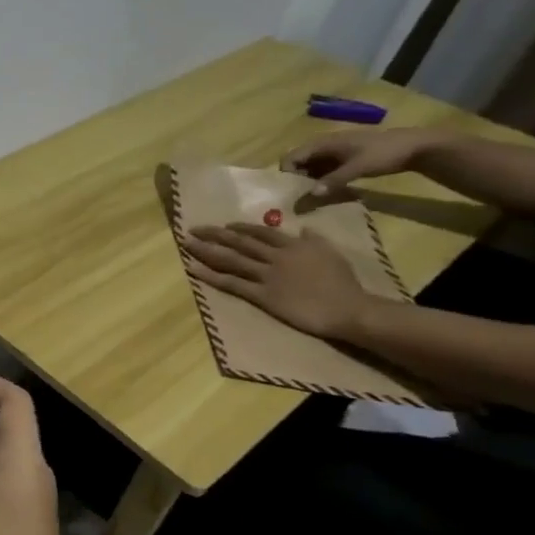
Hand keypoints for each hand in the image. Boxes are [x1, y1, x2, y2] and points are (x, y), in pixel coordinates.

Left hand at [185, 224, 369, 338]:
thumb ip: (315, 239)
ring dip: (206, 250)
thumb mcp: (332, 253)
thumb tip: (305, 228)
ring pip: (230, 259)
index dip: (239, 227)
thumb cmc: (344, 283)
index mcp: (292, 245)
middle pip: (238, 242)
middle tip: (192, 229)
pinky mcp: (262, 295)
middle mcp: (275, 257)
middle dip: (214, 234)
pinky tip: (192, 269)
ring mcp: (267, 275)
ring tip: (186, 243)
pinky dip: (210, 275)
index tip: (224, 225)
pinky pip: (231, 283)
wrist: (349, 308)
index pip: (261, 232)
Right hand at [284, 127, 445, 199]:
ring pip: (310, 167)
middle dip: (295, 179)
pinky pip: (323, 169)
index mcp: (322, 143)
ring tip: (312, 197)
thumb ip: (333, 180)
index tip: (292, 191)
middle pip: (298, 162)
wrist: (416, 146)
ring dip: (308, 181)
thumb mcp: (358, 168)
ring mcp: (334, 152)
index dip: (287, 173)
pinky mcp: (343, 158)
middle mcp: (323, 146)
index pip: (291, 157)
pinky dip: (321, 179)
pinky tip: (327, 191)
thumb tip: (310, 195)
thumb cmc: (384, 153)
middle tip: (300, 197)